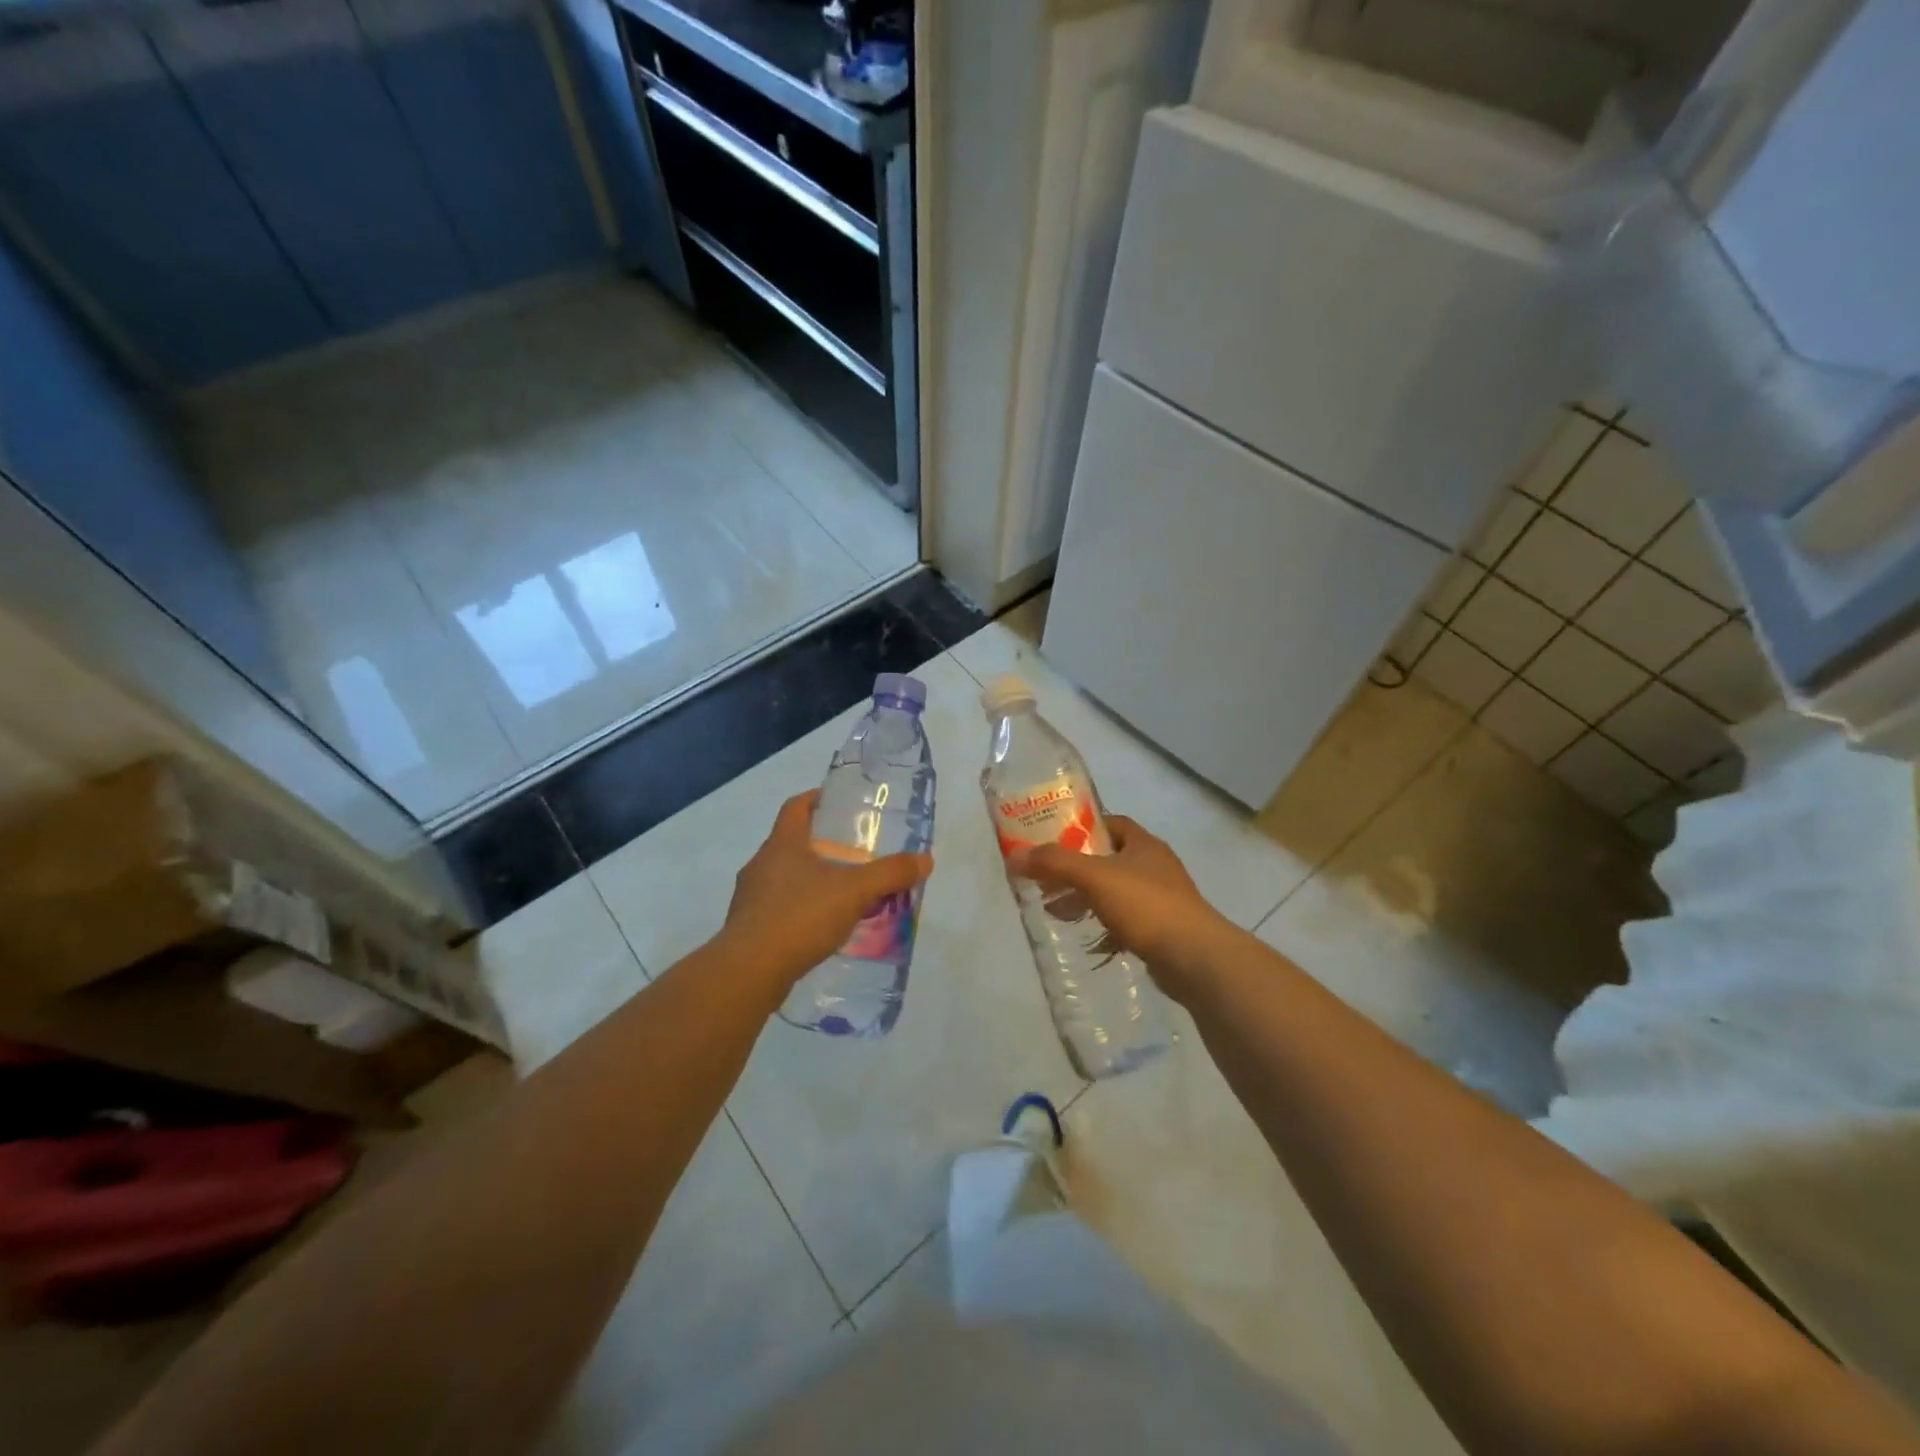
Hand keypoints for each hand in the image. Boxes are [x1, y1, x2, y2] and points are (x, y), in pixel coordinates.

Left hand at [719, 790, 933, 988]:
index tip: (840, 803)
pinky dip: (801, 911)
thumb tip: (925, 860)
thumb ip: (890, 874)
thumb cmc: (800, 916)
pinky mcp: (748, 928)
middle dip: (822, 845)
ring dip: (811, 881)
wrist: (749, 971)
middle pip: (792, 842)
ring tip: (843, 894)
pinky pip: (778, 909)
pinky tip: (822, 928)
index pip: (796, 806)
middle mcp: (761, 864)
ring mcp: (750, 897)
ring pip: (785, 878)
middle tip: (854, 854)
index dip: (817, 798)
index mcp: (782, 843)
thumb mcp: (854, 891)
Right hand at [1007, 816, 1231, 999]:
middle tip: (1047, 881)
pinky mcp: (1162, 931)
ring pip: (1115, 893)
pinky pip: (1126, 922)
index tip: (1053, 840)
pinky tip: (1087, 939)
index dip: (1082, 828)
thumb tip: (1015, 856)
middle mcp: (1155, 867)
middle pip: (1109, 860)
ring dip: (1087, 899)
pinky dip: (1105, 927)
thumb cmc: (1147, 905)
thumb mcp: (1095, 877)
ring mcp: (1162, 900)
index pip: (1111, 824)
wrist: (1195, 958)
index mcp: (1144, 845)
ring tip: (1057, 912)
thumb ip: (1055, 863)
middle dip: (1077, 870)